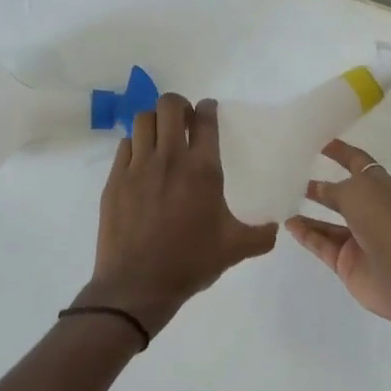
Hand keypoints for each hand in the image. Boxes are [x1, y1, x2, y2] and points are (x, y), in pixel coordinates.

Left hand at [78, 93, 277, 337]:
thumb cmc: (189, 262)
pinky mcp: (114, 180)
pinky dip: (135, 145)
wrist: (137, 285)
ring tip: (162, 138)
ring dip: (155, 122)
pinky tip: (141, 162)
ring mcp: (137, 167)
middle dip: (179, 106)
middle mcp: (168, 159)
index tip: (209, 110)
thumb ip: (261, 235)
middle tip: (185, 121)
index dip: (209, 108)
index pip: (205, 120)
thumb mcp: (235, 249)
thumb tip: (276, 226)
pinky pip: (124, 145)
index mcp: (202, 170)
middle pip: (169, 106)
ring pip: (143, 120)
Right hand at [284, 139, 390, 330]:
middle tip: (292, 175)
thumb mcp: (357, 192)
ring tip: (283, 200)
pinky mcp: (347, 262)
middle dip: (321, 185)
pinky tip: (288, 224)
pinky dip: (306, 234)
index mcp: (381, 187)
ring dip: (309, 212)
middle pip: (343, 194)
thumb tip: (317, 188)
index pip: (358, 163)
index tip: (319, 142)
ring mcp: (359, 238)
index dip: (341, 152)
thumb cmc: (386, 221)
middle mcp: (371, 210)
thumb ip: (333, 189)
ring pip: (329, 222)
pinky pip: (322, 244)